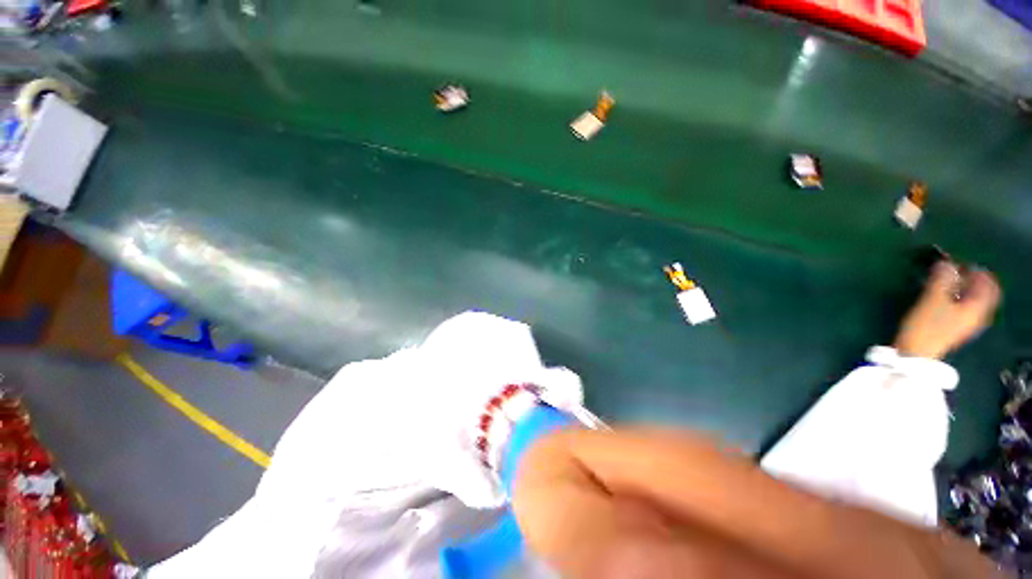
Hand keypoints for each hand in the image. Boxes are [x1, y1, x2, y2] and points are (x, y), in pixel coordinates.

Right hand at [893, 260, 1000, 359]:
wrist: (916, 352)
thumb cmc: (926, 326)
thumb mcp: (932, 299)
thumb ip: (941, 279)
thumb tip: (945, 263)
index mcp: (978, 307)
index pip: (988, 284)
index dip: (976, 271)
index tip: (960, 263)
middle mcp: (979, 315)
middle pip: (982, 292)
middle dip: (970, 280)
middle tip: (954, 271)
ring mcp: (967, 323)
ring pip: (972, 300)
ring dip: (962, 289)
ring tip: (946, 282)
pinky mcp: (956, 328)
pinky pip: (964, 307)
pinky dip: (957, 298)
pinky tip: (943, 296)